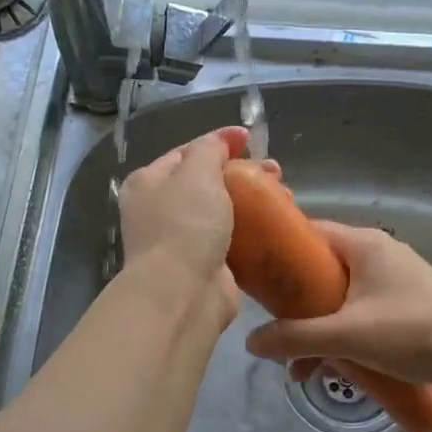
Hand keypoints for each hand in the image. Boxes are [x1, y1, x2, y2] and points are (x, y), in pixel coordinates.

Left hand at [117, 125, 277, 332]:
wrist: (183, 294)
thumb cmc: (184, 225)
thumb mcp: (195, 172)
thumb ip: (209, 148)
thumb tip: (224, 138)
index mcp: (147, 183)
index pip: (185, 153)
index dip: (218, 143)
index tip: (251, 139)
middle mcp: (159, 211)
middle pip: (206, 183)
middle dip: (242, 173)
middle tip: (276, 172)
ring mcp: (182, 241)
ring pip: (223, 212)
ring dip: (253, 202)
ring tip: (284, 196)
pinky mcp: (206, 267)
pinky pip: (233, 241)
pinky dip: (254, 232)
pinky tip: (276, 225)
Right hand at [243, 222, 431, 387]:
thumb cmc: (411, 331)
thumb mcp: (346, 335)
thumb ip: (296, 338)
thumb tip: (250, 342)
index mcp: (362, 244)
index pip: (307, 233)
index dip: (277, 253)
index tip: (254, 280)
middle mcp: (377, 253)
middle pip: (321, 271)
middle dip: (296, 307)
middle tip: (276, 334)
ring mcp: (395, 278)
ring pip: (341, 297)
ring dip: (319, 329)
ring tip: (303, 370)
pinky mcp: (407, 302)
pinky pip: (362, 310)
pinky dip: (345, 334)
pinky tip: (337, 368)